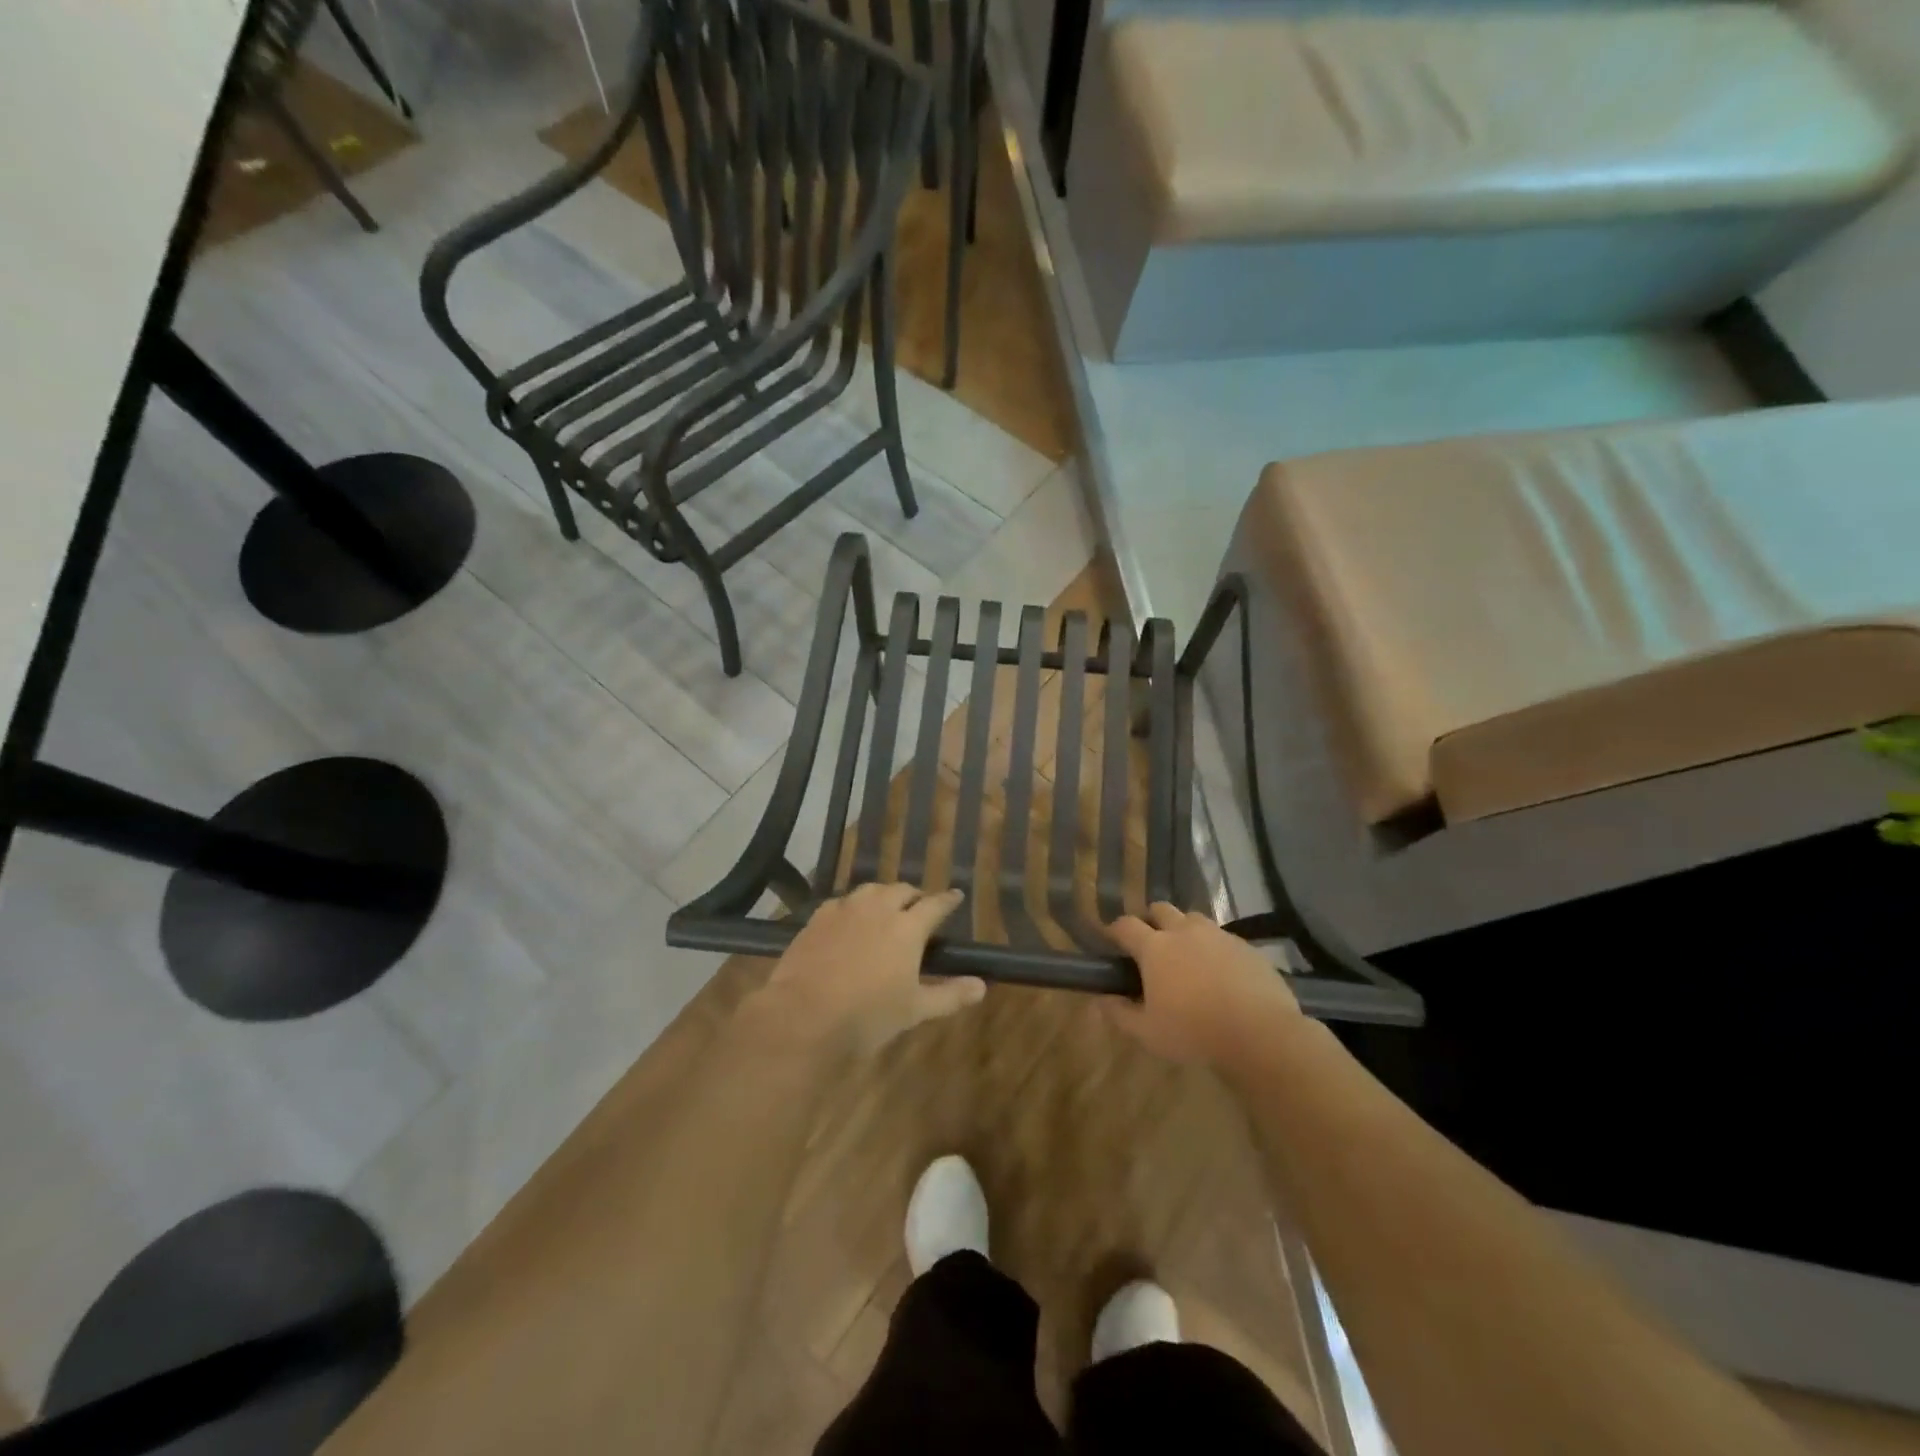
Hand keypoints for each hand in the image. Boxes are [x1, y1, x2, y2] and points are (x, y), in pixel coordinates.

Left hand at [756, 882, 983, 1056]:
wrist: (803, 1015)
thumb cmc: (867, 1015)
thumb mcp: (914, 1010)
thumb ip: (950, 995)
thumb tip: (982, 986)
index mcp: (908, 927)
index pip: (935, 904)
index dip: (948, 900)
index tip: (956, 896)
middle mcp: (878, 908)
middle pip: (902, 890)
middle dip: (914, 896)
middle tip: (919, 908)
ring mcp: (845, 910)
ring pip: (870, 890)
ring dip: (883, 896)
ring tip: (886, 909)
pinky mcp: (817, 917)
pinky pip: (842, 902)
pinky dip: (853, 906)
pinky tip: (850, 919)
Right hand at [1105, 903, 1300, 1068]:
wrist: (1260, 1034)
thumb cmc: (1194, 1033)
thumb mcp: (1148, 1033)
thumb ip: (1119, 1013)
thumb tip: (1100, 999)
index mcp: (1155, 948)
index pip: (1126, 925)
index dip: (1115, 929)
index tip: (1112, 940)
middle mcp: (1184, 931)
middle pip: (1160, 909)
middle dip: (1151, 920)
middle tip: (1151, 944)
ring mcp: (1217, 935)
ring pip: (1193, 919)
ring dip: (1184, 929)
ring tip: (1187, 955)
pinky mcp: (1245, 946)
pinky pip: (1222, 937)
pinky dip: (1213, 947)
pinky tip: (1219, 971)